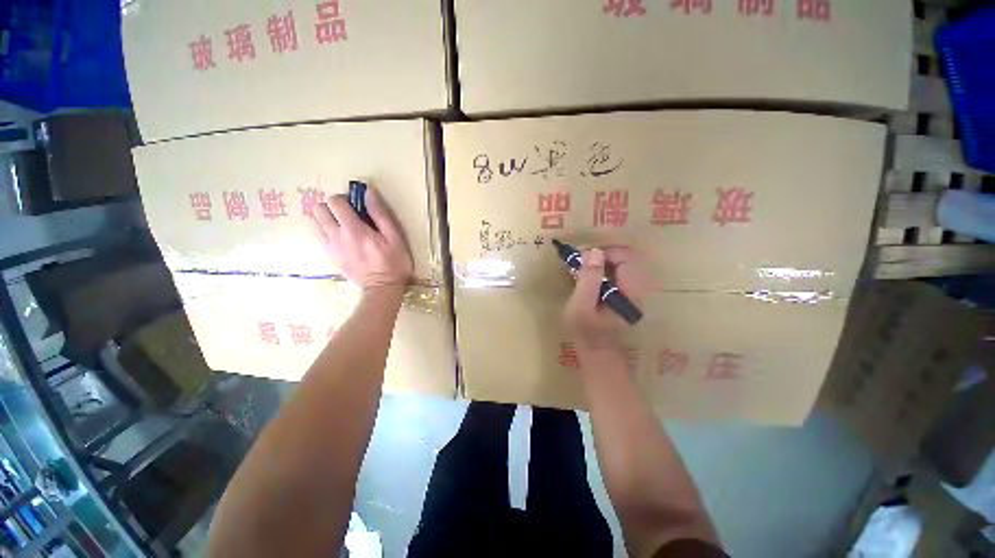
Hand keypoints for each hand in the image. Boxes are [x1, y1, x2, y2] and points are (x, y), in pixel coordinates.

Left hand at [312, 187, 412, 295]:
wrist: (383, 289)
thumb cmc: (394, 263)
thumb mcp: (395, 238)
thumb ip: (380, 214)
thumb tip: (369, 192)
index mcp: (354, 230)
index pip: (335, 202)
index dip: (346, 198)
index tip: (358, 206)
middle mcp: (337, 236)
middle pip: (318, 209)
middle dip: (332, 207)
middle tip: (349, 214)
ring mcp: (331, 248)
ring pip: (315, 222)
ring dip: (327, 218)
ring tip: (344, 225)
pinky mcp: (331, 256)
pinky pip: (319, 236)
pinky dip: (327, 231)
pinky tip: (343, 238)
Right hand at [562, 246, 645, 352]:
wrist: (595, 350)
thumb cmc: (585, 330)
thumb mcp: (581, 305)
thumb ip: (588, 279)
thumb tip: (594, 251)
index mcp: (630, 292)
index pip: (626, 258)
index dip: (605, 252)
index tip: (583, 256)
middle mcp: (638, 289)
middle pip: (626, 258)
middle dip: (602, 255)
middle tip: (581, 259)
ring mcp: (634, 291)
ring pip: (623, 264)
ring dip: (602, 261)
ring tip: (583, 266)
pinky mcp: (627, 293)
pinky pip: (620, 272)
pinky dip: (604, 268)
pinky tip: (590, 275)